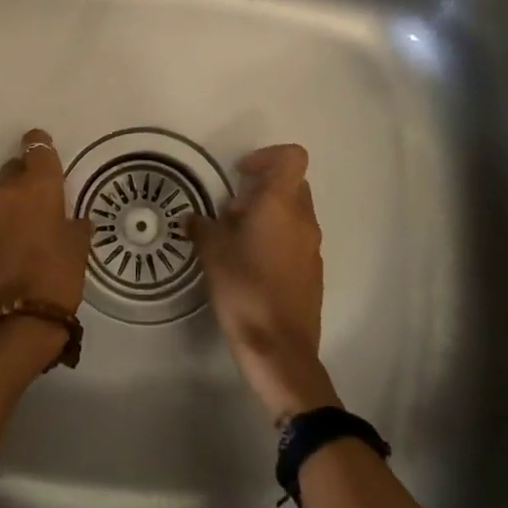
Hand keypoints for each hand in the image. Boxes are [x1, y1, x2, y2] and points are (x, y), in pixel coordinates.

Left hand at [0, 127, 90, 318]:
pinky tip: (12, 249)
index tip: (46, 151)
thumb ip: (76, 224)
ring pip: (0, 197)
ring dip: (12, 204)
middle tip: (42, 197)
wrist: (15, 323)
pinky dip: (1, 227)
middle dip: (26, 177)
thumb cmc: (57, 277)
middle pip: (13, 169)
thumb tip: (74, 220)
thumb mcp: (79, 247)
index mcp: (37, 186)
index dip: (40, 146)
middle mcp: (6, 193)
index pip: (36, 148)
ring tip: (28, 229)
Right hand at [191, 144, 341, 423]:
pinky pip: (295, 240)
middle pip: (292, 185)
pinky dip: (275, 240)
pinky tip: (250, 267)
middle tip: (232, 213)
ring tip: (236, 242)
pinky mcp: (313, 273)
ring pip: (293, 214)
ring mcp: (312, 248)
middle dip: (262, 189)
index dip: (267, 157)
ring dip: (267, 216)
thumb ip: (202, 227)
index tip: (241, 175)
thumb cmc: (244, 290)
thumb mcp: (212, 253)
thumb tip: (194, 220)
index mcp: (281, 206)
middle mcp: (303, 220)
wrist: (280, 350)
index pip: (291, 158)